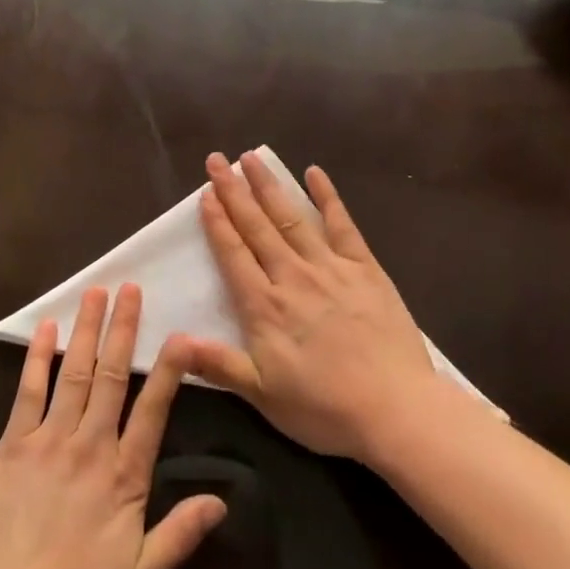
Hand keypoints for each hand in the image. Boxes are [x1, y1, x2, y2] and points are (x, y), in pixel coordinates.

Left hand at [0, 284, 225, 568]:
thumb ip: (179, 535)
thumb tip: (222, 501)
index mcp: (124, 475)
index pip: (153, 411)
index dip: (169, 370)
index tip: (180, 334)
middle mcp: (91, 444)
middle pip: (113, 376)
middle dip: (123, 329)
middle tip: (131, 287)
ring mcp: (50, 438)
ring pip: (75, 372)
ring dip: (87, 330)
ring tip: (96, 292)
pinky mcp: (14, 443)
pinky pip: (29, 391)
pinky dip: (39, 357)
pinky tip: (46, 328)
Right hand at [183, 151, 460, 462]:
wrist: (395, 410)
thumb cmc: (325, 408)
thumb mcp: (264, 395)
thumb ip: (219, 364)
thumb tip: (174, 343)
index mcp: (265, 306)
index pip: (234, 253)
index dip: (217, 221)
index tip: (205, 193)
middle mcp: (292, 276)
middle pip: (256, 226)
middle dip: (234, 191)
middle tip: (217, 160)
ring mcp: (329, 268)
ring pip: (291, 217)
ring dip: (269, 186)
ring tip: (251, 157)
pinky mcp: (363, 268)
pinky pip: (342, 225)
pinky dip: (327, 197)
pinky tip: (314, 173)